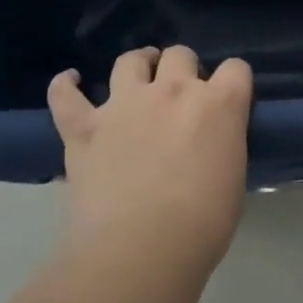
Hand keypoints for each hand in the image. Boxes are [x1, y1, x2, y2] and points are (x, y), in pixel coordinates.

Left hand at [48, 47, 254, 261]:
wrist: (142, 248)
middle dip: (183, 68)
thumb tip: (208, 143)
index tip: (228, 99)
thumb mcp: (232, 175)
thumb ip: (222, 144)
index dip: (233, 81)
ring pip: (130, 61)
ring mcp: (125, 105)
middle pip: (181, 54)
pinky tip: (70, 82)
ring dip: (138, 65)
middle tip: (181, 95)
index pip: (236, 69)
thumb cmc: (203, 223)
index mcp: (219, 105)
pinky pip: (66, 95)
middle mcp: (173, 91)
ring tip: (139, 77)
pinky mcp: (84, 127)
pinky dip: (66, 86)